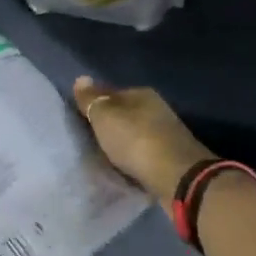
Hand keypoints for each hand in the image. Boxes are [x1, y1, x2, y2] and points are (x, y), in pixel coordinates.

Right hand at [73, 76, 212, 199]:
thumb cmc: (135, 140)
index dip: (95, 105)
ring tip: (102, 156)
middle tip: (88, 139)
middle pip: (124, 114)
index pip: (111, 93)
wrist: (176, 176)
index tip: (80, 119)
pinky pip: (142, 153)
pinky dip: (132, 158)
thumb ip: (91, 99)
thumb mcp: (105, 116)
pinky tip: (122, 167)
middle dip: (109, 125)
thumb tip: (81, 78)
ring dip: (121, 143)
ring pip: (134, 134)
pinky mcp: (170, 157)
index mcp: (142, 94)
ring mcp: (165, 133)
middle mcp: (156, 109)